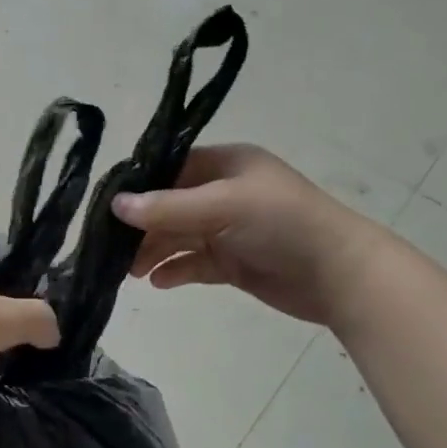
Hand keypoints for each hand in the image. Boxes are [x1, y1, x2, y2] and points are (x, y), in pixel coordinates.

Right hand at [111, 144, 390, 326]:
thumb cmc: (282, 224)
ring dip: (154, 251)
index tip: (105, 207)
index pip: (170, 168)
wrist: (341, 276)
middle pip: (169, 206)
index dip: (139, 186)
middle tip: (109, 248)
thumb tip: (115, 205)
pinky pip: (195, 263)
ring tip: (129, 272)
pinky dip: (176, 270)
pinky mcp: (235, 262)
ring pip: (179, 237)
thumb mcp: (222, 207)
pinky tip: (157, 282)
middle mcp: (224, 193)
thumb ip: (167, 208)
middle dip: (142, 227)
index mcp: (226, 165)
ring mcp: (229, 229)